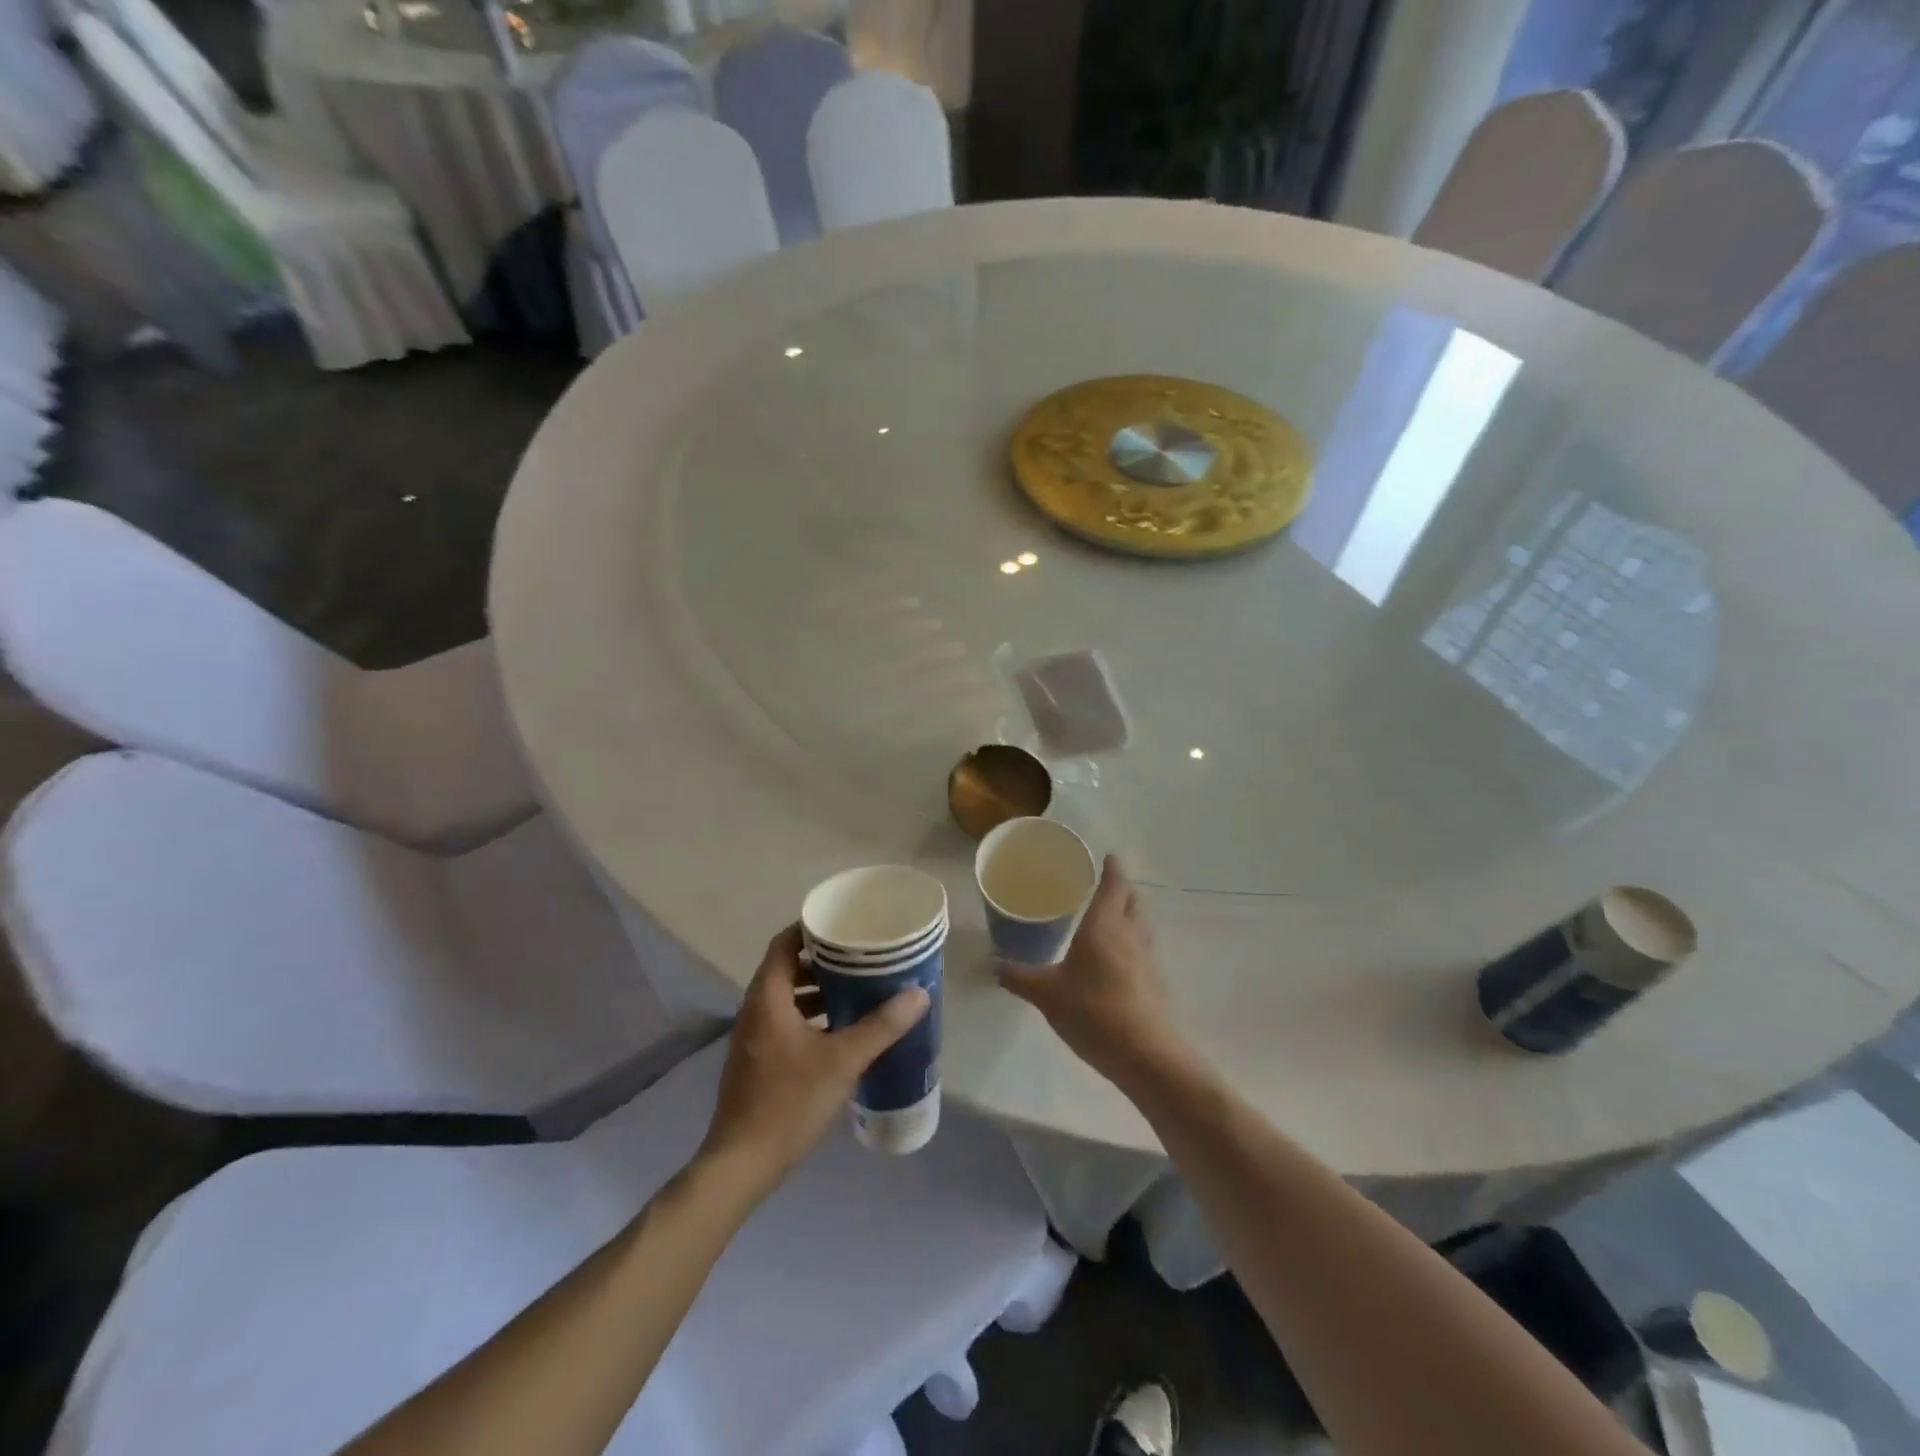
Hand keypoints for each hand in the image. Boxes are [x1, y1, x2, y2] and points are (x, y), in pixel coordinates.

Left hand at [700, 924, 929, 1189]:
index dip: (811, 928)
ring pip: (786, 997)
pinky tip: (840, 1030)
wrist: (742, 1164)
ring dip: (817, 989)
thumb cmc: (789, 1102)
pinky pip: (784, 1020)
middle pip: (786, 967)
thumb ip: (882, 1026)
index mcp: (768, 998)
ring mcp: (753, 1037)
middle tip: (860, 955)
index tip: (844, 924)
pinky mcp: (757, 1060)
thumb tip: (919, 994)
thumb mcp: (843, 1061)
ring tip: (857, 988)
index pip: (784, 943)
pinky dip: (810, 1015)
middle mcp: (755, 1010)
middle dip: (822, 959)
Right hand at [996, 856, 1176, 1082]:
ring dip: (1129, 915)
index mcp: (1104, 926)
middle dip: (1121, 889)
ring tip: (1110, 918)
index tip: (1108, 857)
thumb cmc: (1093, 1011)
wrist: (1144, 1054)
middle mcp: (1129, 934)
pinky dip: (1131, 943)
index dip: (1112, 869)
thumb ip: (1020, 977)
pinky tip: (1116, 959)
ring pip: (1140, 925)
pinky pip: (1142, 950)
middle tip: (1104, 885)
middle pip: (1132, 901)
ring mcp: (1146, 959)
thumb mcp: (1046, 994)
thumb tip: (995, 966)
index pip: (1113, 885)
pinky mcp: (1154, 983)